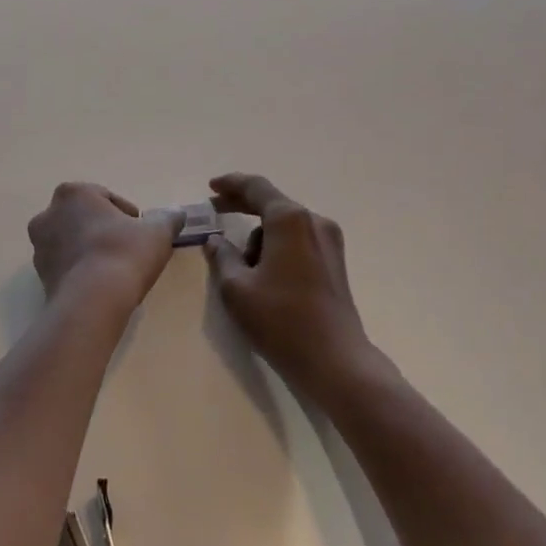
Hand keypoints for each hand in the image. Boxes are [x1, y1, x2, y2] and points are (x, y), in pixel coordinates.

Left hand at [29, 183, 182, 307]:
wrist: (92, 301)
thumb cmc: (124, 253)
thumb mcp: (157, 232)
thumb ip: (168, 218)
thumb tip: (176, 212)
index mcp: (73, 193)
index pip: (105, 198)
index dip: (127, 215)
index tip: (141, 232)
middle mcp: (49, 214)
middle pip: (84, 218)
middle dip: (103, 229)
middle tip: (128, 249)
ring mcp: (39, 246)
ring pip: (71, 241)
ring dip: (89, 249)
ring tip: (113, 269)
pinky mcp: (39, 275)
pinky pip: (65, 265)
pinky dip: (80, 270)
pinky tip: (99, 285)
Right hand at [204, 173, 374, 395]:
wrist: (335, 361)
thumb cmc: (281, 320)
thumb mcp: (236, 288)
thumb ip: (221, 257)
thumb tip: (215, 241)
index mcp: (290, 220)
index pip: (256, 188)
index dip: (231, 184)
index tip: (210, 188)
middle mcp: (314, 222)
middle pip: (273, 204)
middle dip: (242, 206)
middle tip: (214, 211)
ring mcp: (329, 242)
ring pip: (284, 226)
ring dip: (259, 236)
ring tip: (240, 269)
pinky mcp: (335, 263)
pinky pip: (298, 241)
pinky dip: (276, 247)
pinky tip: (263, 273)